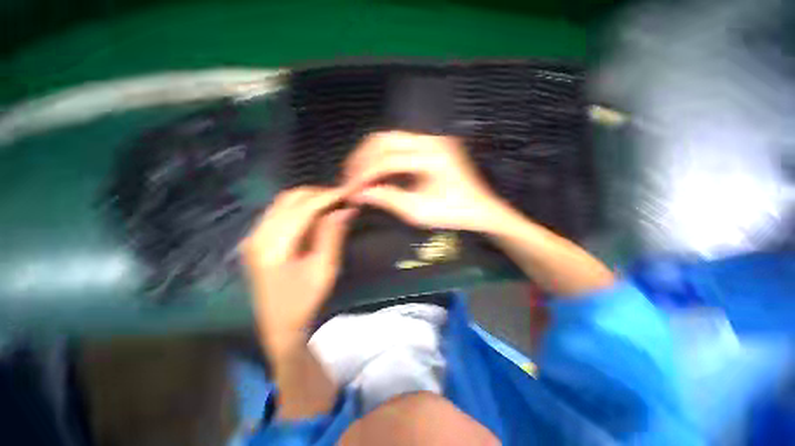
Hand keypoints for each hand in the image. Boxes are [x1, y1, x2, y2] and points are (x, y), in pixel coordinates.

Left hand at [241, 187, 356, 355]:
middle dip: (318, 194)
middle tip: (342, 198)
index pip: (304, 208)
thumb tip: (345, 208)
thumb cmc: (305, 301)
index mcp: (273, 245)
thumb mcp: (324, 269)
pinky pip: (279, 212)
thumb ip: (332, 235)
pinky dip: (299, 207)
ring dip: (309, 199)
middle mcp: (257, 235)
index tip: (349, 192)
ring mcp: (253, 236)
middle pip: (290, 199)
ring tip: (332, 203)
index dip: (328, 197)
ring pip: (283, 202)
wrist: (279, 327)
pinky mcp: (257, 239)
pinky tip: (315, 213)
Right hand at [345, 131, 513, 232]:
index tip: (349, 189)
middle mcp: (432, 140)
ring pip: (390, 139)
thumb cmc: (452, 214)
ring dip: (370, 156)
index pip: (388, 160)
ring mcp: (432, 140)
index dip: (365, 174)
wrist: (479, 209)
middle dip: (362, 159)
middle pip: (385, 140)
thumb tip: (359, 193)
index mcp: (433, 157)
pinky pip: (400, 146)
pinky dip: (383, 157)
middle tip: (348, 177)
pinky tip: (375, 171)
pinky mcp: (431, 145)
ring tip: (357, 174)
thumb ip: (387, 199)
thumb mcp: (418, 211)